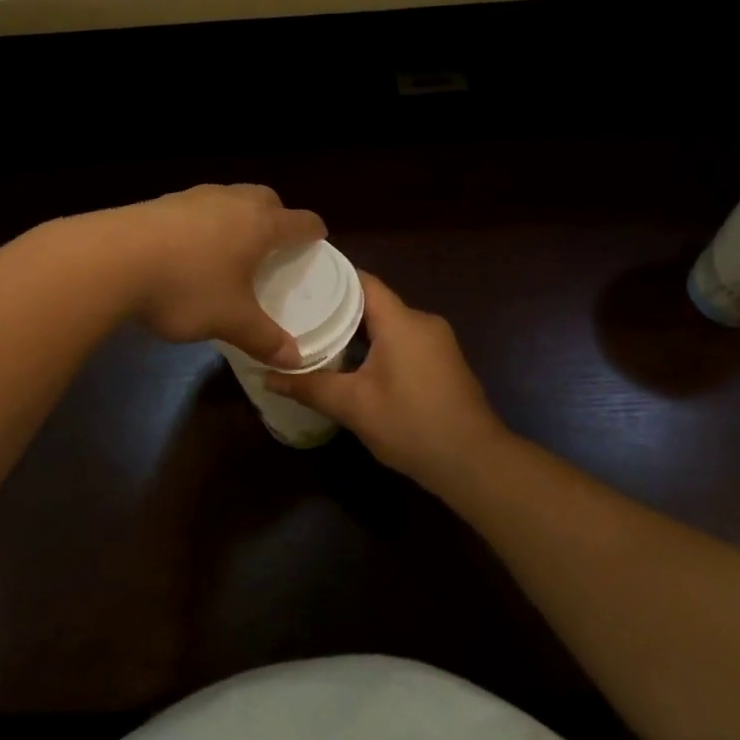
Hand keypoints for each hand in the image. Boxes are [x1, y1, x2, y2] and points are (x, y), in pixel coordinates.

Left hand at [110, 184, 325, 367]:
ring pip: (229, 198)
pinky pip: (197, 208)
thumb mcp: (230, 320)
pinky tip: (189, 249)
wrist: (112, 259)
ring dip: (238, 216)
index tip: (318, 239)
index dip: (313, 231)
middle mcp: (231, 201)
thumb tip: (294, 359)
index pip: (300, 221)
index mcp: (259, 225)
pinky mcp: (161, 203)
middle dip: (277, 216)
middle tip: (275, 243)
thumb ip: (265, 338)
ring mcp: (193, 197)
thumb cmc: (187, 287)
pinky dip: (205, 223)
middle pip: (266, 198)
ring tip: (231, 246)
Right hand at [264, 272, 506, 485]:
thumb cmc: (411, 424)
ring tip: (316, 336)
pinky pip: (403, 341)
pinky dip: (376, 345)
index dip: (330, 278)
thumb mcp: (353, 406)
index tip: (298, 279)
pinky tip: (352, 363)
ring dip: (356, 331)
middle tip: (297, 313)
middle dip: (336, 308)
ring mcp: (437, 342)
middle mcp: (422, 321)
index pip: (362, 281)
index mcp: (402, 321)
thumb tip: (266, 377)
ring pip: (389, 324)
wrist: (473, 462)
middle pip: (374, 302)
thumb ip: (309, 387)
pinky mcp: (442, 362)